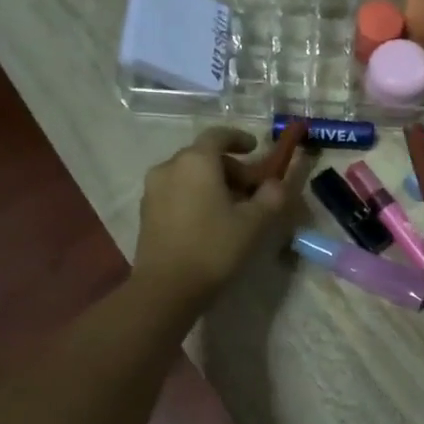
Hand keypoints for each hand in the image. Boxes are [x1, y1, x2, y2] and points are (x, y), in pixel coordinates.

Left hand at [132, 127, 298, 309]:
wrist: (166, 288)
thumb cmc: (214, 248)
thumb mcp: (254, 222)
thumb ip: (272, 196)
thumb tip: (277, 183)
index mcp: (196, 161)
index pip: (218, 135)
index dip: (239, 138)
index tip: (256, 148)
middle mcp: (169, 167)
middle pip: (204, 156)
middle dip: (231, 168)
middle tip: (253, 190)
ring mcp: (153, 189)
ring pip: (189, 175)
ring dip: (213, 183)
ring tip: (233, 209)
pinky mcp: (146, 211)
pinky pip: (176, 192)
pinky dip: (196, 196)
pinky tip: (210, 221)